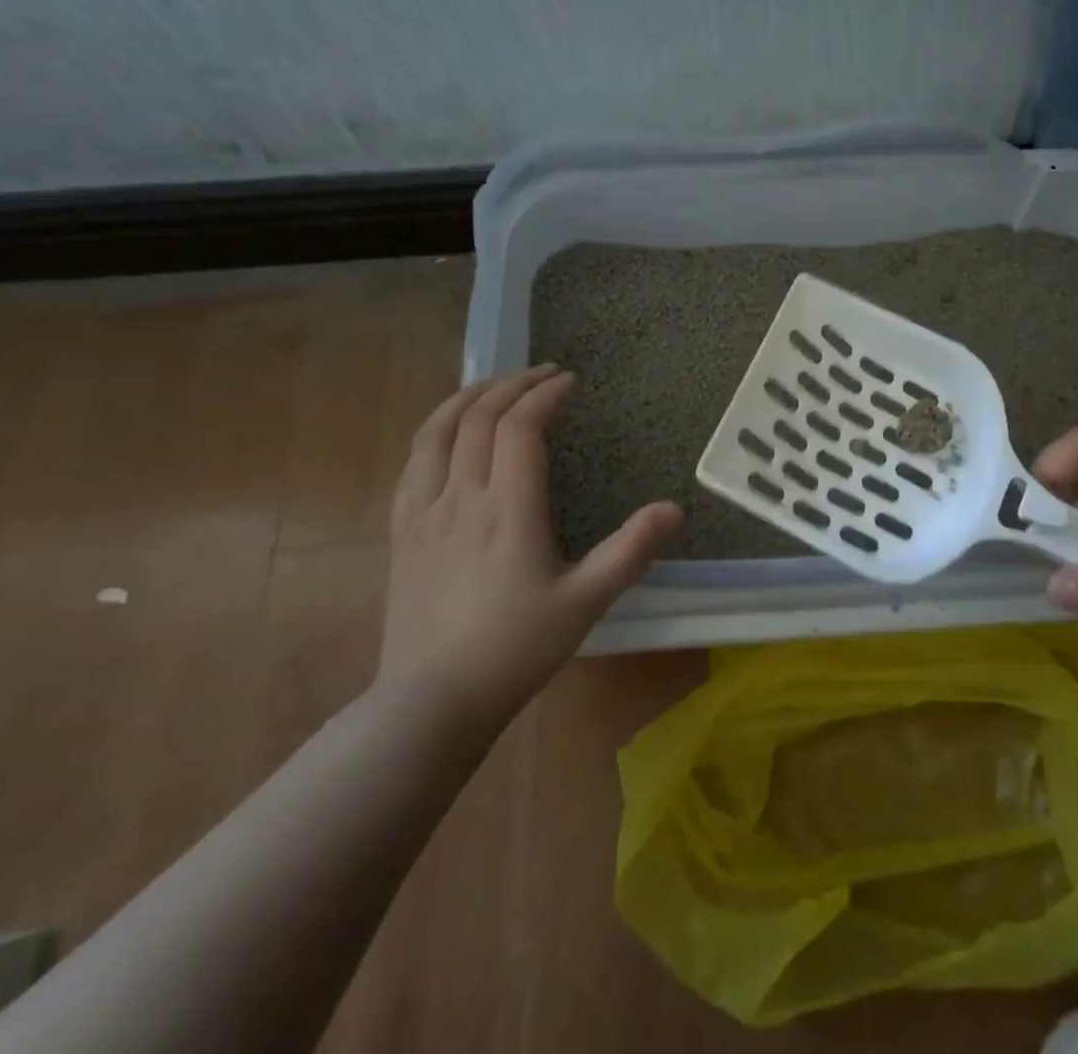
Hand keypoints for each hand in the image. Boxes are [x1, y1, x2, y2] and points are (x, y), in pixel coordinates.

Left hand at [379, 365, 681, 724]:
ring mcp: (423, 513)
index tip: (570, 382)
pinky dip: (434, 431)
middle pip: (479, 418)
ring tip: (495, 386)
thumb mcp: (586, 602)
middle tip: (543, 374)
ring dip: (468, 398)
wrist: (431, 702)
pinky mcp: (402, 532)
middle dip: (513, 385)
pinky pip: (413, 463)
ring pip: (436, 432)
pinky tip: (448, 435)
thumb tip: (674, 508)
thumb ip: (631, 551)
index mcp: (508, 510)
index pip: (520, 428)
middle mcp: (461, 497)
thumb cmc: (515, 650)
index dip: (545, 395)